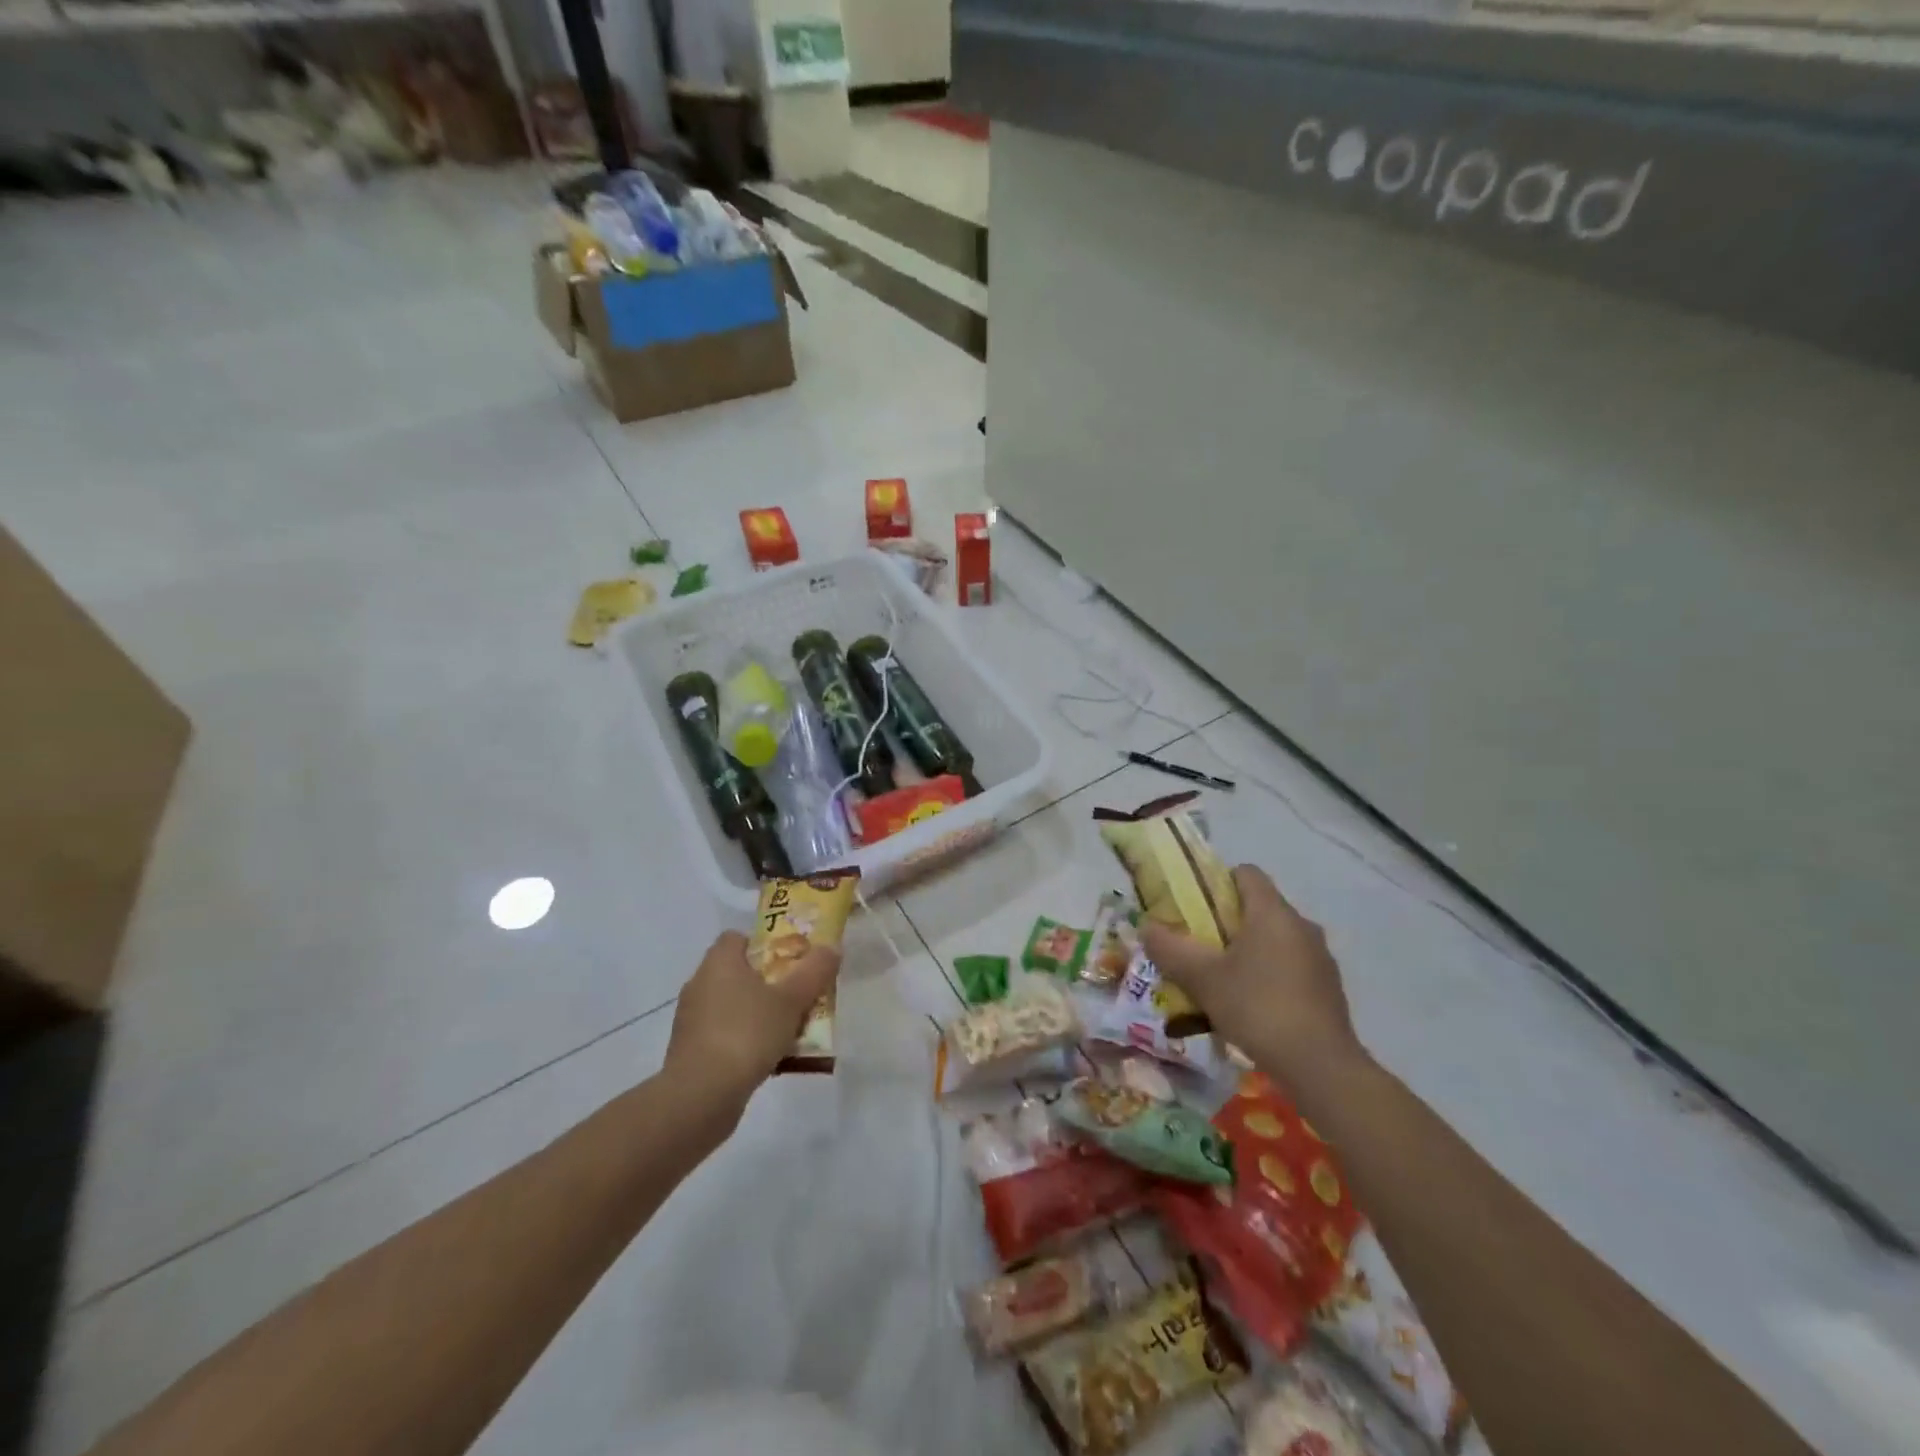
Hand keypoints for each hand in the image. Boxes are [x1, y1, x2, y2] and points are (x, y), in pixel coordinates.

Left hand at [664, 931, 840, 1118]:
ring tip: (791, 1028)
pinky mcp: (691, 1051)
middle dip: (770, 981)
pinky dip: (745, 1040)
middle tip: (799, 993)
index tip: (791, 959)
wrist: (700, 1097)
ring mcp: (692, 1019)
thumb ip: (814, 971)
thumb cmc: (746, 1034)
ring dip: (759, 1013)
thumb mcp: (790, 1000)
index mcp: (719, 962)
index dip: (765, 943)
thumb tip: (831, 947)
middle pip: (740, 972)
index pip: (738, 937)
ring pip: (734, 1005)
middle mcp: (700, 984)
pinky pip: (725, 1034)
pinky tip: (771, 1057)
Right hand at [1141, 865, 1365, 1091]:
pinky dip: (1269, 975)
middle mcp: (1301, 925)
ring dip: (1249, 952)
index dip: (1217, 882)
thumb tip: (1146, 927)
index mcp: (1272, 912)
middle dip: (1227, 923)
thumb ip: (1170, 949)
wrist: (1321, 1067)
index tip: (1195, 908)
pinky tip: (1252, 1007)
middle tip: (1199, 948)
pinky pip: (1291, 966)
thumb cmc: (1257, 1007)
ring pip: (1275, 939)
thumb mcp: (1202, 979)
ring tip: (1222, 982)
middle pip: (1259, 907)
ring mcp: (1320, 957)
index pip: (1246, 873)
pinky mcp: (1329, 988)